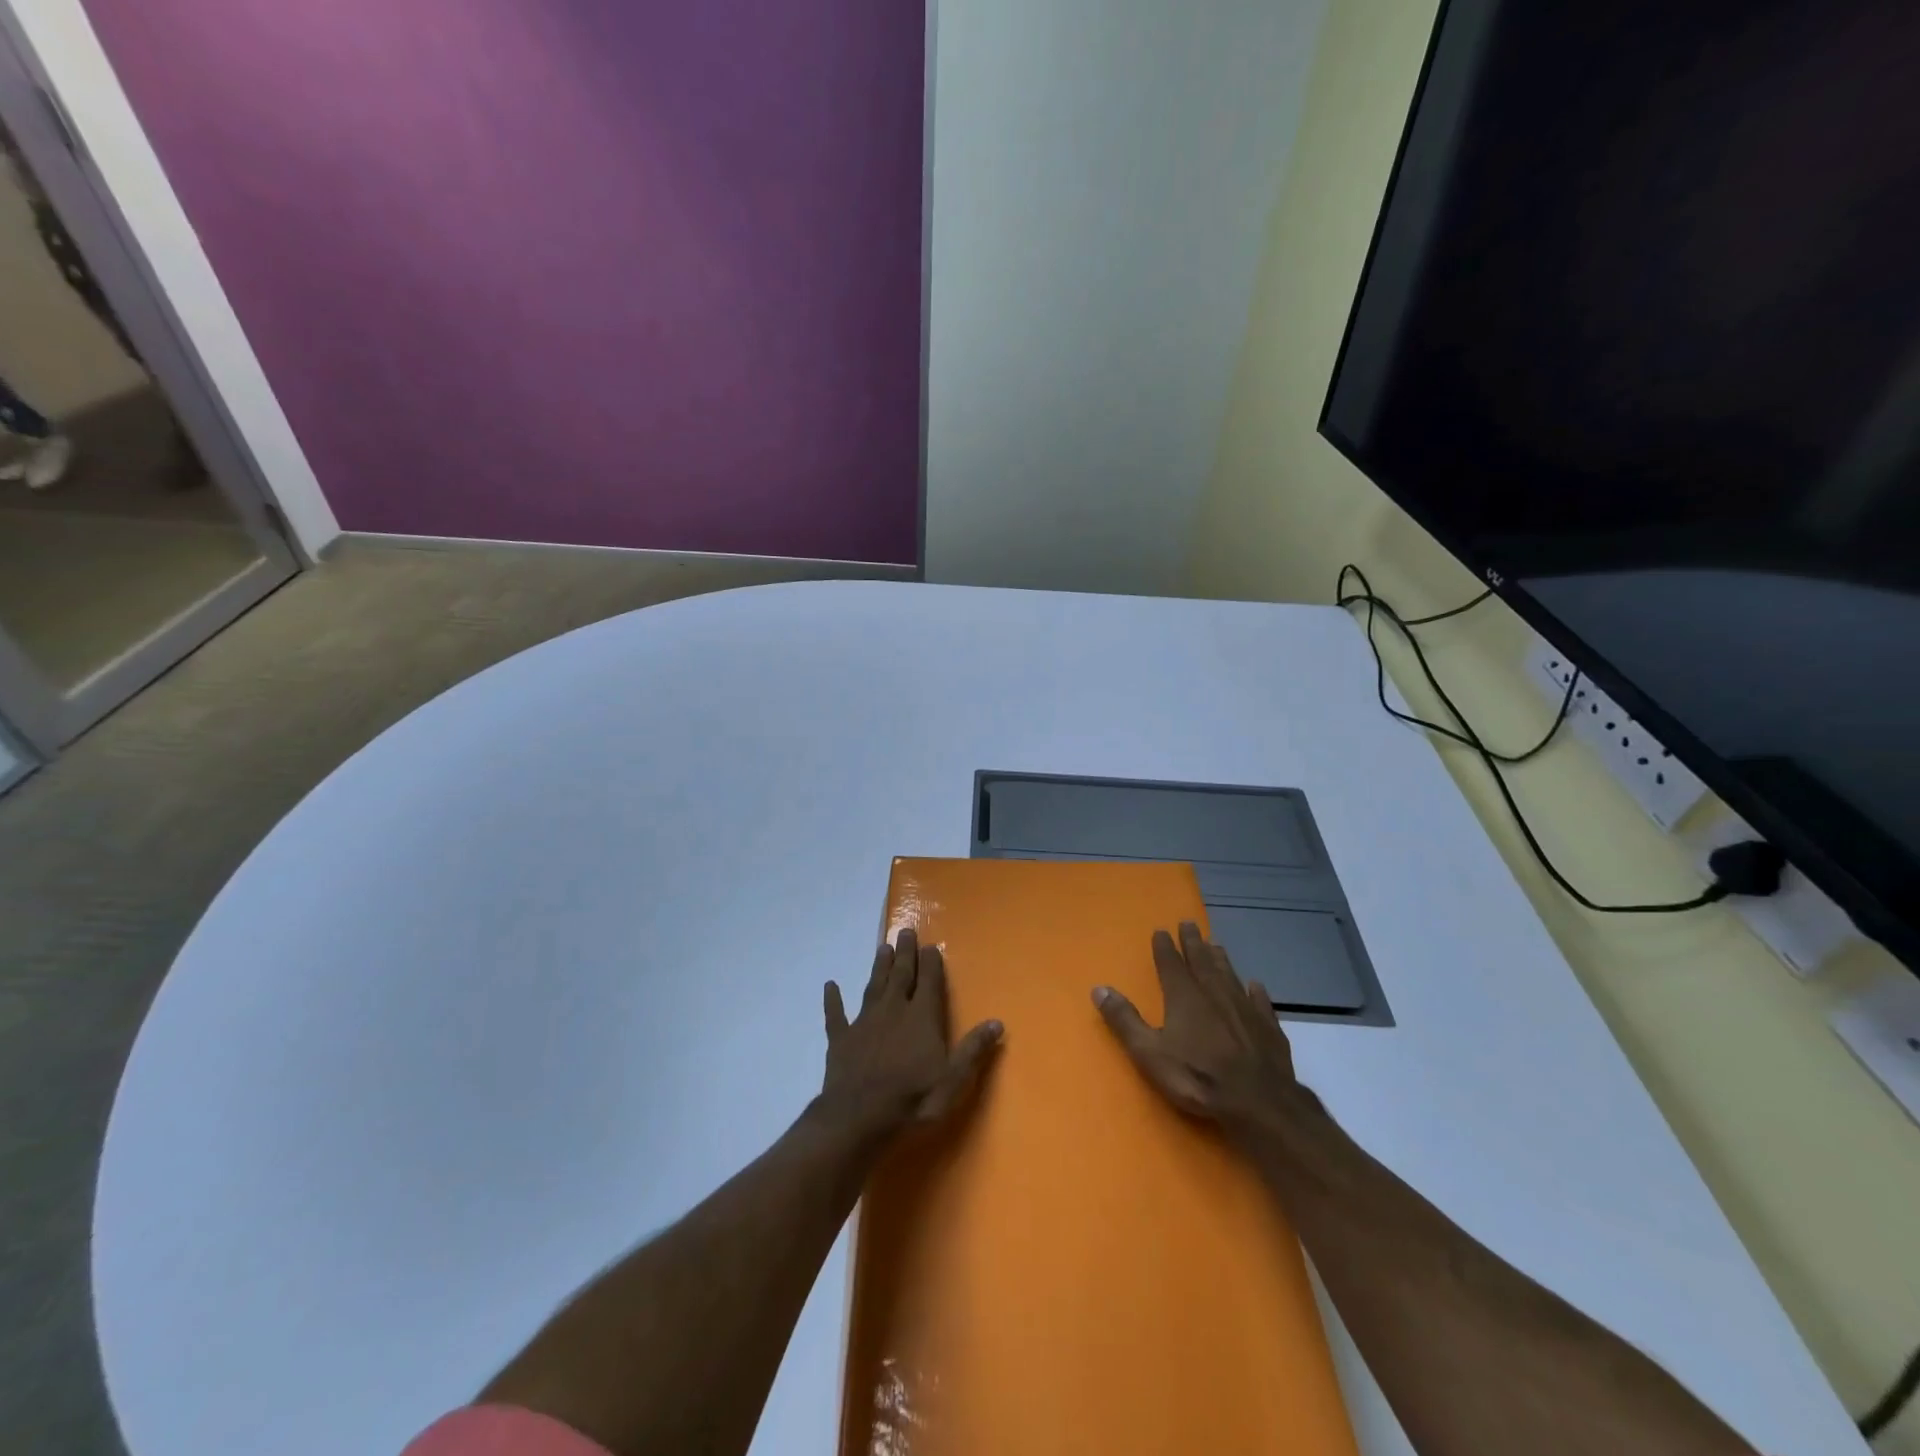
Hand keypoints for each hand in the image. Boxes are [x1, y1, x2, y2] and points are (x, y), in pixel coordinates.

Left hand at [819, 929, 1003, 1143]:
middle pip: (901, 975)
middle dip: (905, 953)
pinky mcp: (841, 1039)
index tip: (931, 945)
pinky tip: (830, 985)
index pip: (929, 982)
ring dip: (879, 967)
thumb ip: (973, 1049)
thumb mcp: (953, 1080)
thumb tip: (997, 1022)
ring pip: (873, 986)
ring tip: (883, 947)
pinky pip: (836, 1014)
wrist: (858, 1117)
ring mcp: (864, 1022)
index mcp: (922, 1017)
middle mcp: (893, 1010)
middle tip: (906, 931)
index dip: (931, 963)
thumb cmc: (913, 1099)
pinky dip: (833, 1000)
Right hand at [1093, 922, 1308, 1141]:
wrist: (1258, 1102)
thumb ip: (1124, 1020)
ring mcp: (1244, 1008)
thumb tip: (1099, 989)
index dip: (1164, 946)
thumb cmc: (1198, 1076)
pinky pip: (1260, 1001)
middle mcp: (1214, 993)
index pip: (1171, 963)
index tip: (1161, 930)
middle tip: (1189, 923)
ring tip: (1216, 944)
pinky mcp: (1268, 1027)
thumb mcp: (1149, 1052)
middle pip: (1201, 961)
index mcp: (1184, 996)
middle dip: (1193, 942)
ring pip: (1229, 975)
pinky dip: (1256, 991)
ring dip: (1220, 959)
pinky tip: (1256, 985)